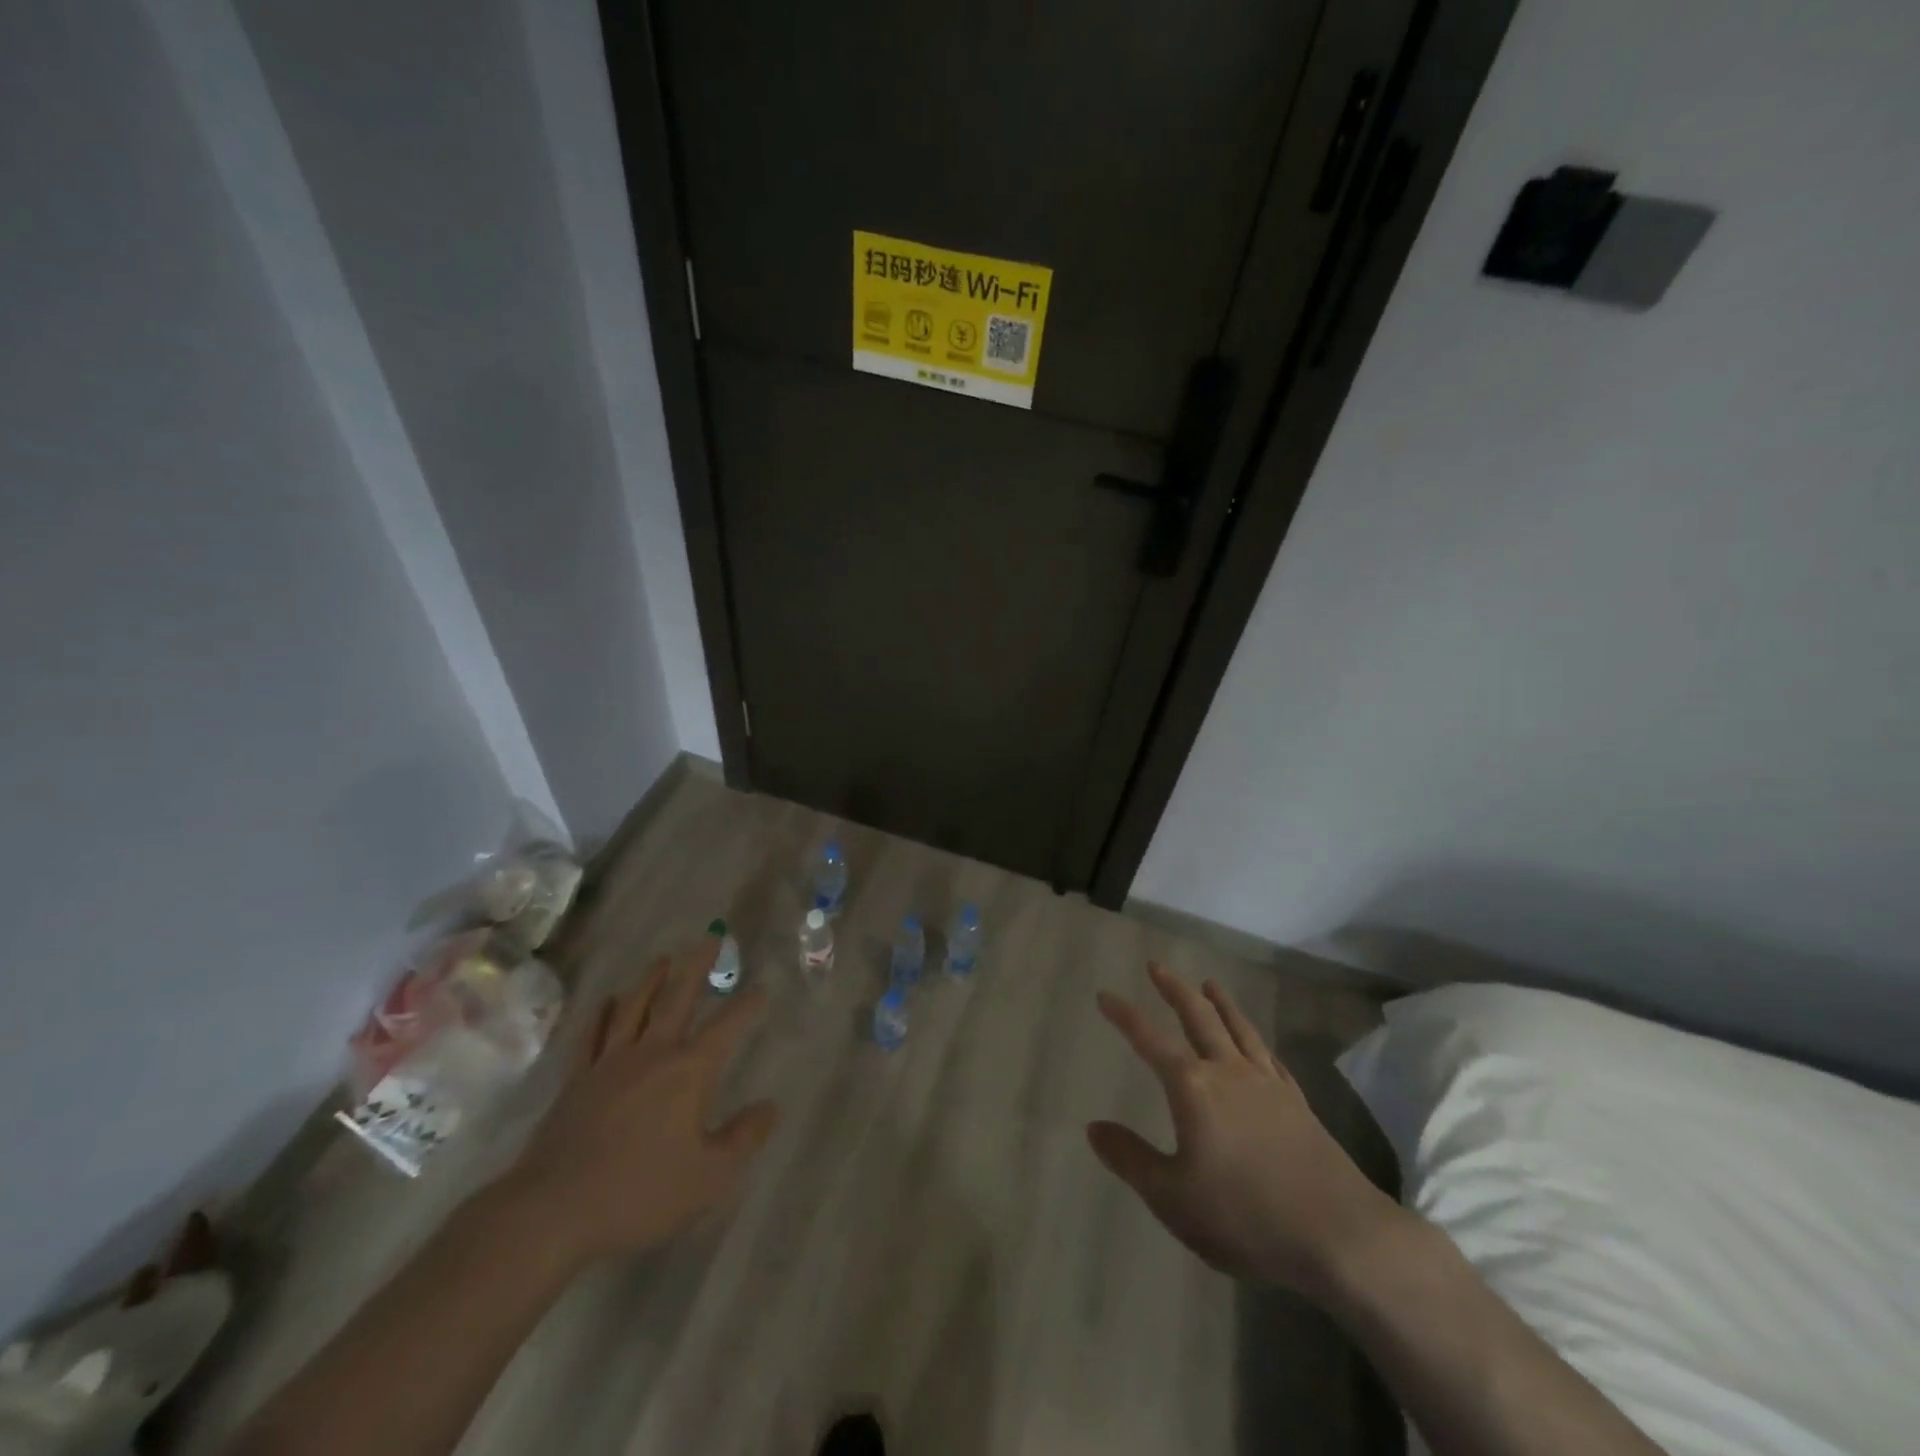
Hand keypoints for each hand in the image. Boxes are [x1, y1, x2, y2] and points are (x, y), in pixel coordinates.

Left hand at [498, 940, 778, 1269]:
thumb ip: (743, 1138)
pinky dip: (602, 1015)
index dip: (746, 1005)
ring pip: (634, 1008)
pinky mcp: (577, 1080)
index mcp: (689, 1071)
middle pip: (678, 998)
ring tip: (663, 959)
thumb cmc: (640, 1192)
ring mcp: (610, 1063)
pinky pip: (592, 1036)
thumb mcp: (709, 1176)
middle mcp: (652, 1053)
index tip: (761, 987)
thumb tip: (770, 1107)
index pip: (727, 1026)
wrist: (553, 1210)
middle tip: (709, 936)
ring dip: (651, 980)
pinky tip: (607, 1002)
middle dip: (697, 966)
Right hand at [1089, 963, 1402, 1294]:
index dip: (1125, 1016)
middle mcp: (1228, 1072)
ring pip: (1238, 1028)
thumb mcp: (1172, 1197)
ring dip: (1220, 1002)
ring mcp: (1267, 1084)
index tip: (1105, 994)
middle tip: (1157, 966)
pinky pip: (1269, 1056)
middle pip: (1198, 1016)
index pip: (1150, 1039)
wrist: (1339, 1235)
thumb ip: (1130, 1158)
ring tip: (1208, 983)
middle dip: (1175, 989)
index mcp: (1193, 1087)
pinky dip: (1255, 1039)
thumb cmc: (1244, 1216)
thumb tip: (1093, 1127)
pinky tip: (1255, 1041)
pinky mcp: (1297, 1104)